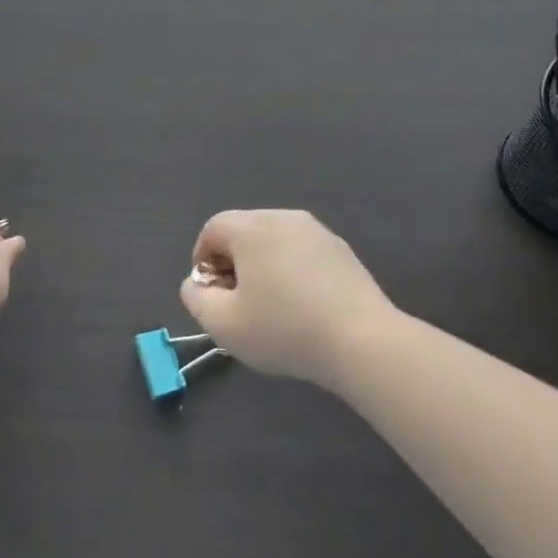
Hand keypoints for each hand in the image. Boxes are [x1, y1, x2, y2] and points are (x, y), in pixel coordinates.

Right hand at [180, 209, 394, 388]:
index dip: (202, 260)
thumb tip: (195, 284)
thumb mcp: (224, 325)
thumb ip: (196, 300)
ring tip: (270, 307)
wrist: (362, 340)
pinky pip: (302, 253)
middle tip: (236, 303)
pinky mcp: (341, 250)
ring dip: (263, 267)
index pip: (213, 228)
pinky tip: (302, 308)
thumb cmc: (285, 329)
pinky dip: (292, 272)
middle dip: (232, 263)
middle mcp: (282, 217)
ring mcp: (316, 231)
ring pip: (274, 241)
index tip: (210, 295)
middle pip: (244, 231)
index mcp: (251, 227)